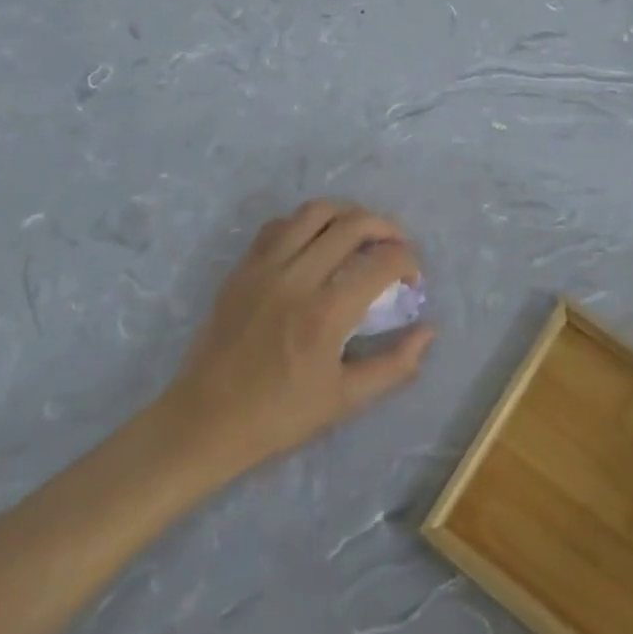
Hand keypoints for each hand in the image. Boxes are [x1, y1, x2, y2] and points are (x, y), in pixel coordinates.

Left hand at [160, 201, 435, 480]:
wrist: (204, 422)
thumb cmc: (278, 416)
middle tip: (396, 247)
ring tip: (360, 234)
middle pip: (354, 224)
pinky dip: (306, 223)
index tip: (412, 278)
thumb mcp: (345, 400)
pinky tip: (316, 242)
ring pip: (315, 211)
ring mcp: (265, 267)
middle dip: (387, 228)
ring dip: (348, 214)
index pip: (382, 262)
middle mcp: (297, 278)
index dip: (408, 261)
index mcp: (326, 314)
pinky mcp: (243, 267)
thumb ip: (394, 365)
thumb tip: (428, 330)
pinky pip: (280, 224)